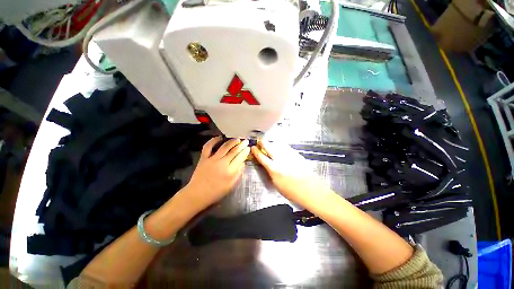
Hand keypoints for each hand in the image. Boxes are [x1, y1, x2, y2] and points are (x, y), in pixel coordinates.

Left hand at [184, 137, 249, 209]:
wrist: (197, 194)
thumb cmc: (216, 192)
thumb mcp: (231, 186)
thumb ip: (238, 173)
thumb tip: (243, 163)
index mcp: (230, 171)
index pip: (240, 158)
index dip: (245, 152)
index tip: (248, 147)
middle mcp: (222, 163)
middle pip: (234, 151)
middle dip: (241, 145)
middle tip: (245, 141)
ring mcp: (212, 159)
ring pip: (224, 147)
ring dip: (232, 141)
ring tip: (237, 139)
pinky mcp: (204, 158)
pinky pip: (208, 146)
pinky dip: (213, 140)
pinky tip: (220, 137)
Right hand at [251, 141, 329, 203]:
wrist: (311, 190)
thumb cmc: (292, 191)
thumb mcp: (276, 184)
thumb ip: (270, 172)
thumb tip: (266, 165)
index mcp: (274, 169)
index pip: (261, 157)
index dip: (256, 151)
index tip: (253, 148)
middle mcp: (280, 160)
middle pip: (269, 147)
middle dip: (263, 143)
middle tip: (260, 141)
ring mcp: (289, 156)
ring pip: (277, 145)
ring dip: (272, 143)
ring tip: (269, 144)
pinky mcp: (296, 154)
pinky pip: (286, 147)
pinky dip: (280, 146)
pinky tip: (279, 147)